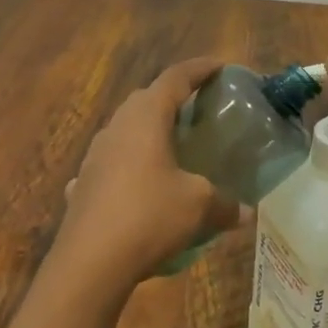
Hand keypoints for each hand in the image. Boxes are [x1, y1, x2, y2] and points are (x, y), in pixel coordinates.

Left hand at [55, 58, 243, 286]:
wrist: (90, 261)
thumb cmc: (149, 216)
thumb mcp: (198, 206)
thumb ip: (224, 204)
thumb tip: (245, 212)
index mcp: (146, 117)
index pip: (175, 78)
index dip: (200, 69)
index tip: (220, 66)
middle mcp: (116, 127)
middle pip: (145, 100)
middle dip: (172, 99)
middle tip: (198, 110)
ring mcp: (94, 156)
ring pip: (124, 131)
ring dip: (147, 133)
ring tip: (170, 148)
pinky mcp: (82, 184)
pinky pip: (110, 165)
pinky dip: (127, 167)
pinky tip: (136, 186)